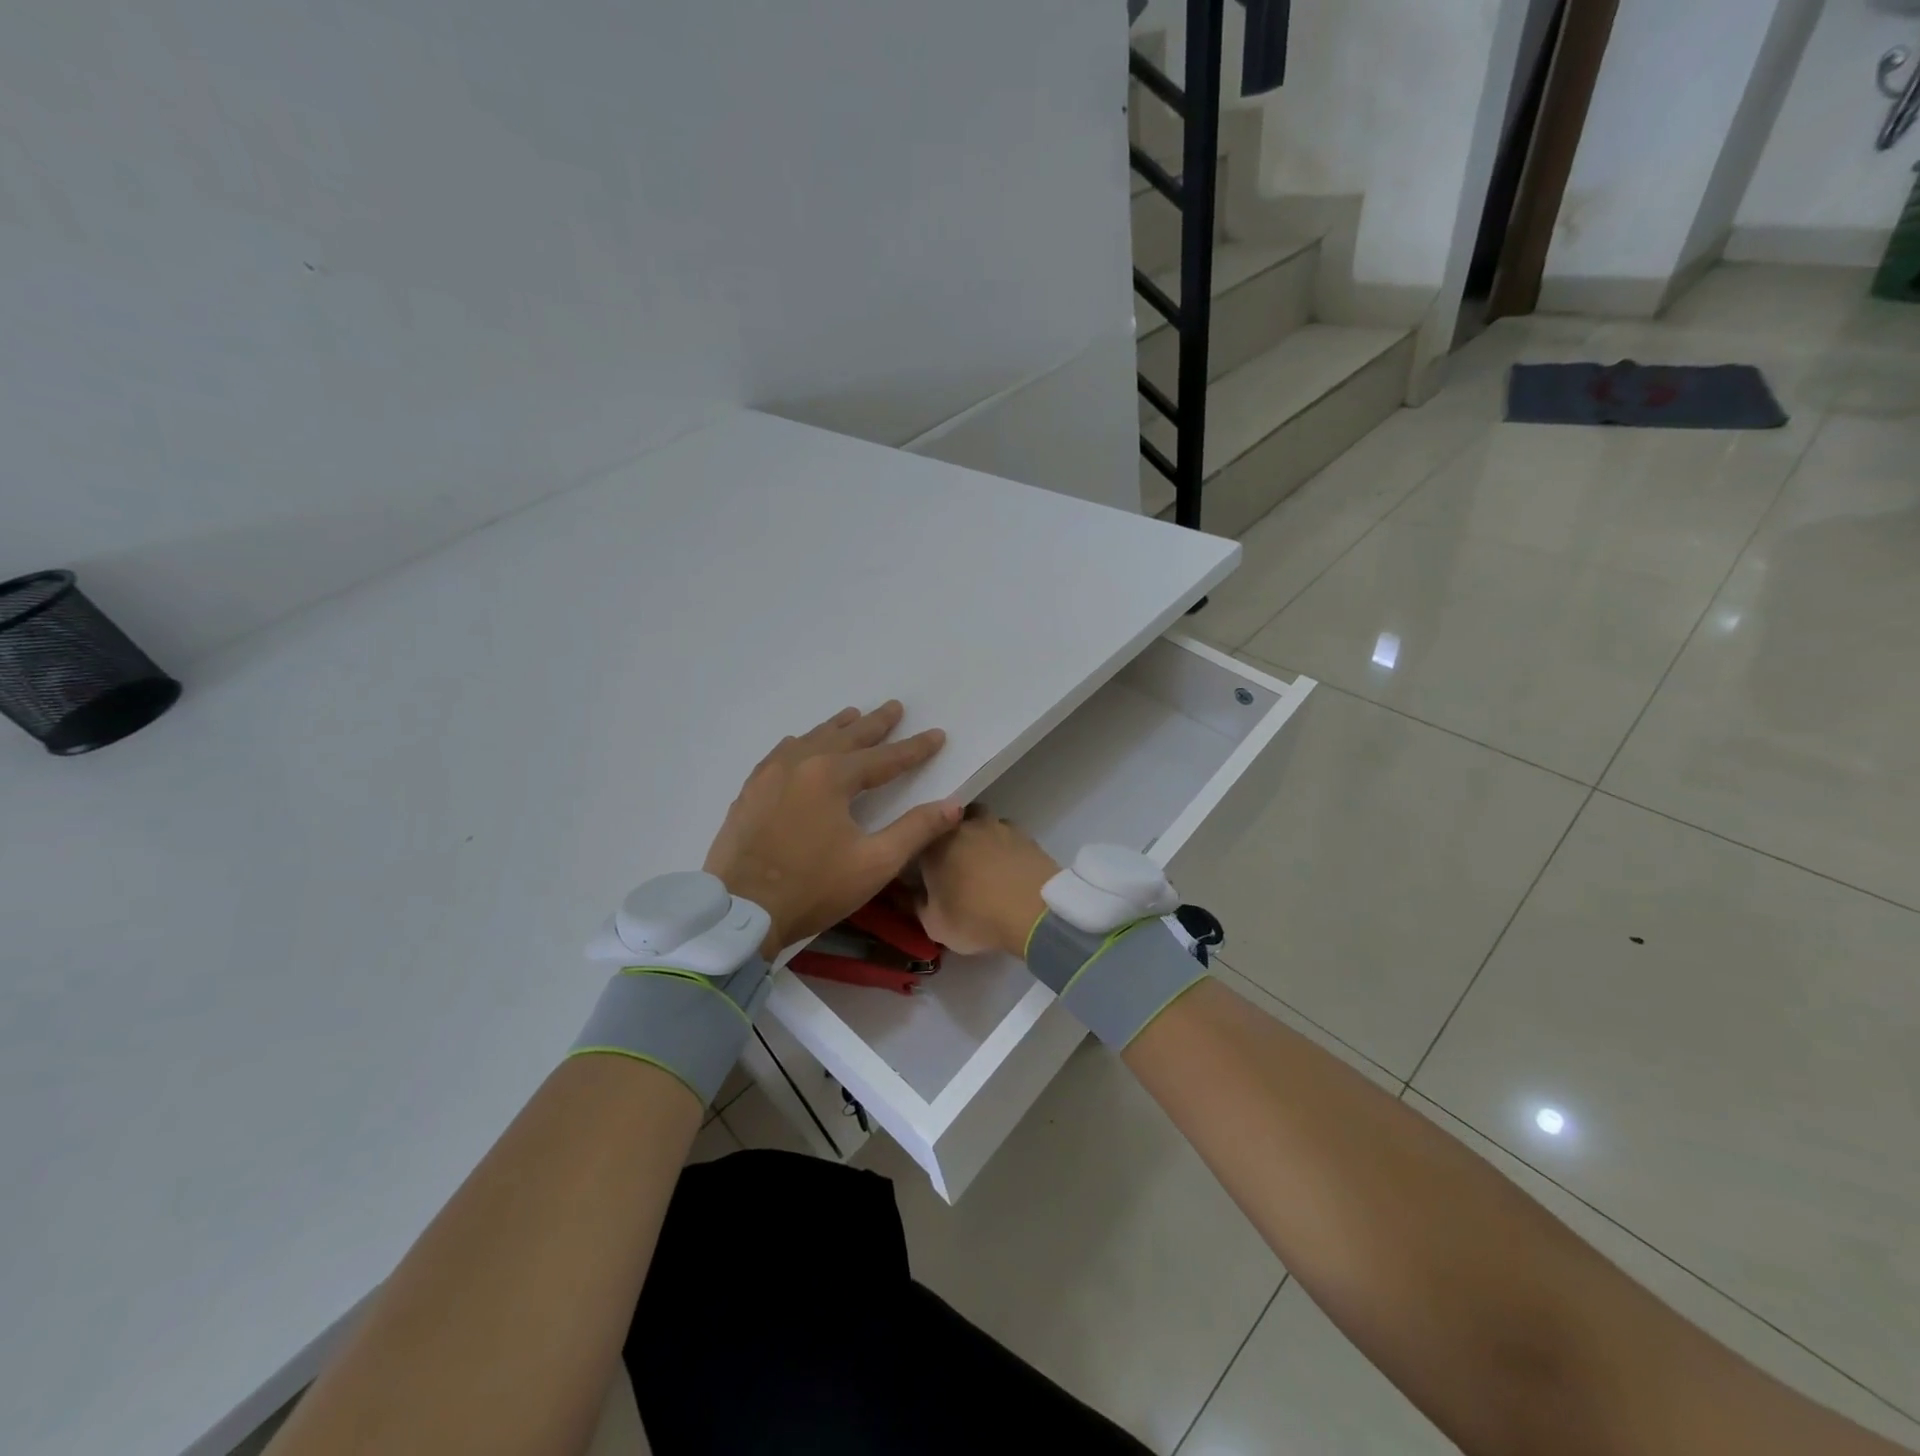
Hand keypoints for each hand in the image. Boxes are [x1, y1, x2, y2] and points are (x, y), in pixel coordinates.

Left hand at [704, 702, 961, 956]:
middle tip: (894, 707)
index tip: (937, 735)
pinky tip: (800, 743)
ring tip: (852, 714)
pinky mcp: (750, 791)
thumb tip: (954, 805)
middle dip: (874, 724)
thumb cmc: (813, 888)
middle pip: (845, 737)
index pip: (884, 757)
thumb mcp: (875, 863)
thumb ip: (916, 830)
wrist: (740, 913)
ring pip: (810, 739)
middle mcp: (800, 764)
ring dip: (836, 727)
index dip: (914, 748)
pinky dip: (801, 743)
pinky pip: (781, 753)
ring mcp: (770, 775)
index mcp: (832, 777)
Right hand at [913, 807, 1059, 957]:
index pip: (917, 841)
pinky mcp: (1023, 833)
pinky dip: (1004, 846)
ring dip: (979, 837)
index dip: (921, 856)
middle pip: (949, 824)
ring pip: (980, 822)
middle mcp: (961, 826)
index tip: (924, 873)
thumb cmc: (976, 918)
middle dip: (949, 839)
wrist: (1033, 911)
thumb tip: (917, 895)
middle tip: (953, 866)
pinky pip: (1006, 834)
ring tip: (984, 863)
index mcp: (933, 845)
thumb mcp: (935, 925)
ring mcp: (995, 825)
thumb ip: (919, 906)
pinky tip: (1008, 866)